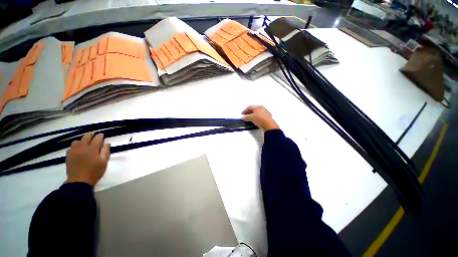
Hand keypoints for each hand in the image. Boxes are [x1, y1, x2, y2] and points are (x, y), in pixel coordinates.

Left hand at [65, 133, 110, 186]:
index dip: (100, 136)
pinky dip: (76, 146)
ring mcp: (73, 151)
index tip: (102, 135)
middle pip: (86, 137)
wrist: (79, 181)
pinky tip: (78, 150)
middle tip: (94, 137)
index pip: (97, 138)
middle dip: (91, 136)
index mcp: (92, 149)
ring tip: (85, 144)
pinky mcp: (68, 155)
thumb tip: (106, 143)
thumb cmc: (94, 171)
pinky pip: (71, 147)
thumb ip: (106, 151)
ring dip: (82, 140)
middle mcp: (82, 147)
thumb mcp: (104, 162)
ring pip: (77, 141)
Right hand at [242, 105, 279, 130]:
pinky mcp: (267, 117)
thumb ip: (246, 117)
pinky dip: (256, 118)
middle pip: (254, 109)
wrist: (269, 125)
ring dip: (253, 115)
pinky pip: (260, 116)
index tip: (242, 114)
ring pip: (257, 113)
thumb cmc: (259, 119)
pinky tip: (255, 121)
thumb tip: (243, 117)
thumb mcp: (251, 118)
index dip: (245, 110)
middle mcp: (262, 108)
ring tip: (249, 119)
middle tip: (245, 116)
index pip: (249, 107)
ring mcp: (265, 113)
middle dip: (249, 113)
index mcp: (258, 107)